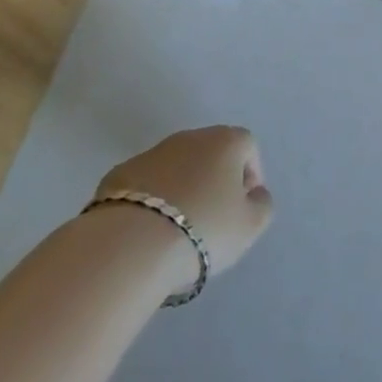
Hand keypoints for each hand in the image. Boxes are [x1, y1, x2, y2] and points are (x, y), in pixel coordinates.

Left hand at [94, 127, 273, 281]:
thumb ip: (262, 204)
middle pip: (211, 152)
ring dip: (182, 188)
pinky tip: (148, 230)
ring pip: (176, 166)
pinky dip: (152, 200)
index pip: (248, 146)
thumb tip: (254, 194)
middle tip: (213, 219)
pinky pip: (146, 183)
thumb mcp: (251, 226)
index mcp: (225, 141)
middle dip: (215, 180)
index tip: (243, 208)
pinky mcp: (119, 173)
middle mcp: (189, 137)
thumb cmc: (203, 229)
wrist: (131, 244)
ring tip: (178, 229)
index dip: (251, 175)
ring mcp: (151, 152)